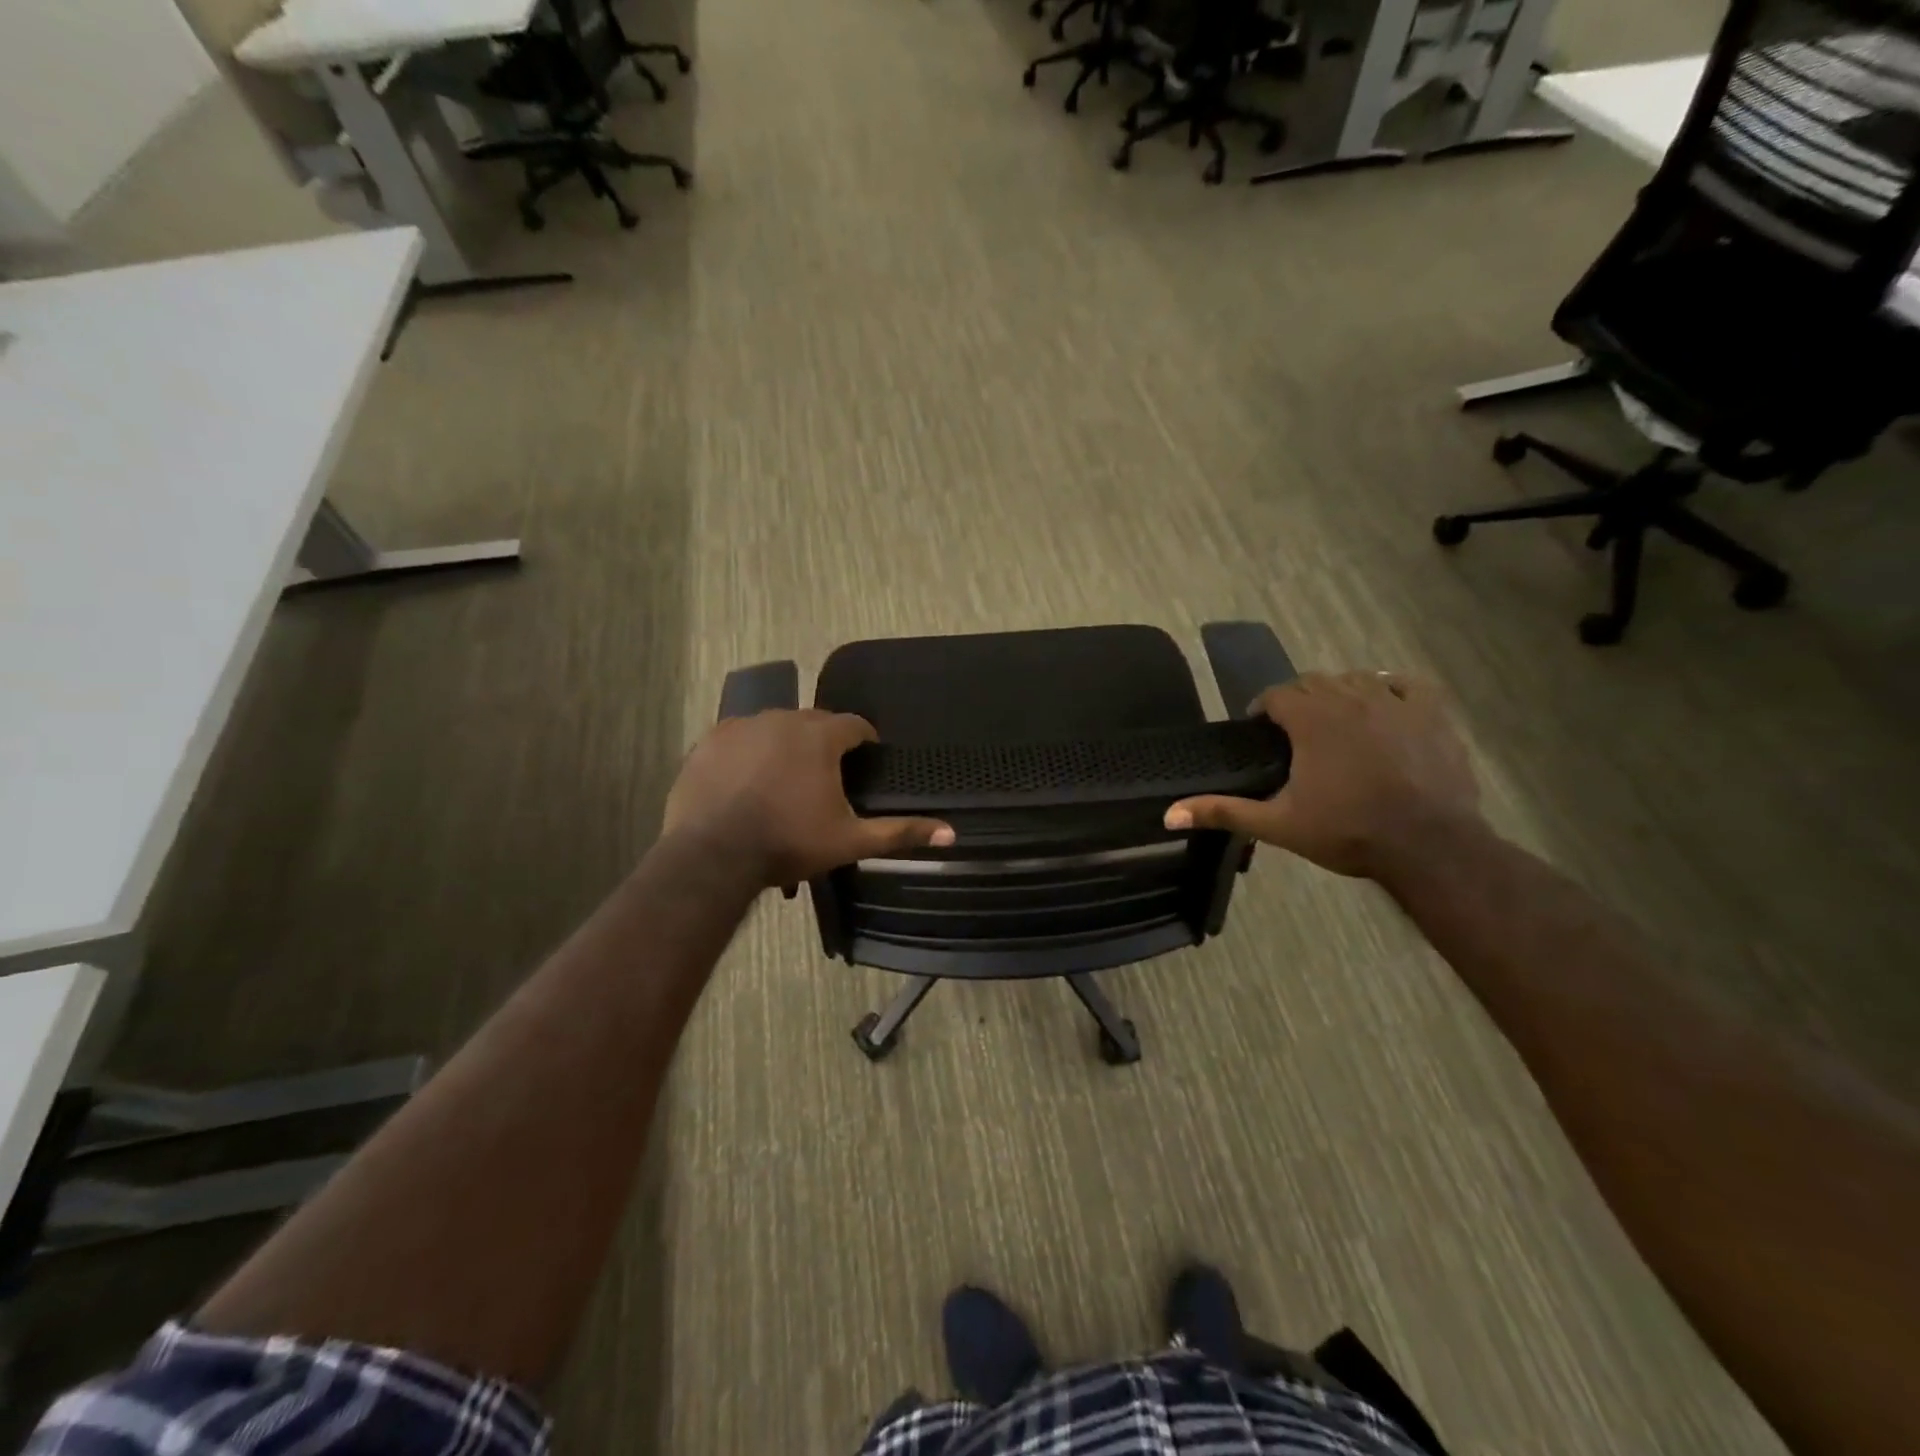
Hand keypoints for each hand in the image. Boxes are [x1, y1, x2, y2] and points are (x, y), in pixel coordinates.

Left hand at [664, 710, 953, 887]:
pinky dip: (748, 753)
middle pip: (814, 722)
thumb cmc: (789, 843)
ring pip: (775, 727)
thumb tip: (951, 832)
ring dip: (785, 745)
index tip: (866, 758)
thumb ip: (900, 832)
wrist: (713, 855)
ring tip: (784, 780)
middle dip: (824, 743)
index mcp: (820, 736)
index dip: (864, 740)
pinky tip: (747, 780)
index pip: (854, 725)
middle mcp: (783, 718)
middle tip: (825, 776)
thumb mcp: (850, 841)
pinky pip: (739, 738)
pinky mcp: (710, 740)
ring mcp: (742, 726)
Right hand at [1164, 671, 1482, 882]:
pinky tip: (1384, 707)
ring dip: (1339, 693)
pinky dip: (1390, 690)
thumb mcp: (1277, 825)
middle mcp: (1351, 699)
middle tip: (1294, 732)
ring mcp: (1395, 703)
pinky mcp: (1432, 714)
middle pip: (1314, 681)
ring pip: (1356, 679)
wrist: (1429, 846)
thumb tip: (1168, 814)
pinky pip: (1406, 685)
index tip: (1260, 729)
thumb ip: (1223, 811)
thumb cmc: (1348, 832)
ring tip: (1334, 722)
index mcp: (1312, 719)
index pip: (1277, 694)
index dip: (1263, 708)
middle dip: (1298, 699)